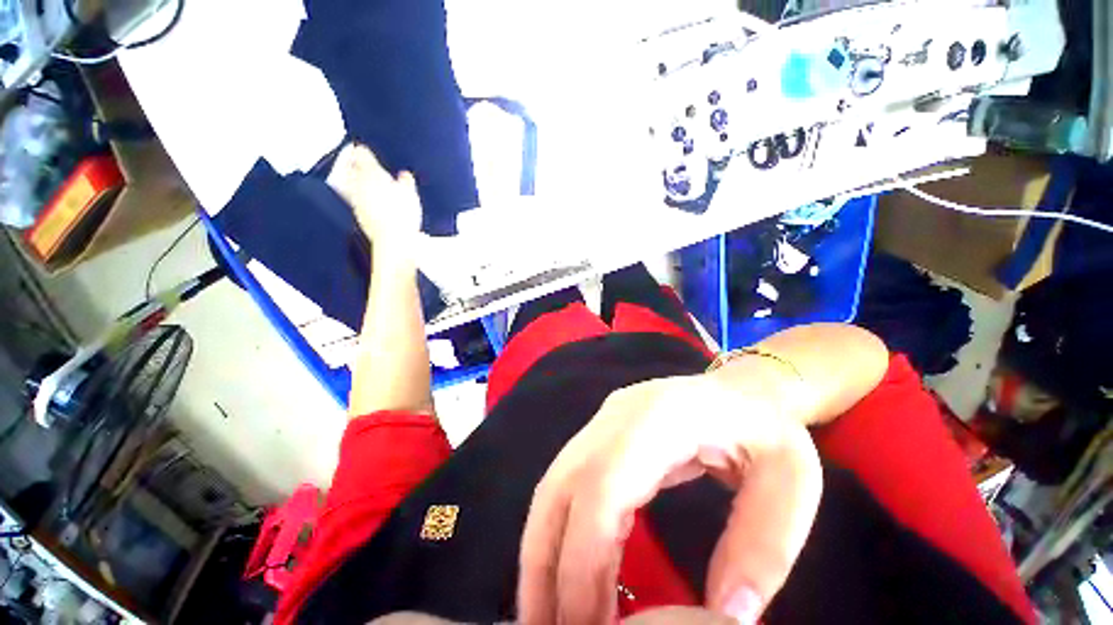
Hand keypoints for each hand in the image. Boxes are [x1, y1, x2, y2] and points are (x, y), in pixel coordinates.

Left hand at [327, 142, 421, 258]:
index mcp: (371, 172)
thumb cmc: (401, 214)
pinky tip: (377, 204)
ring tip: (374, 186)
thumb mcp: (410, 193)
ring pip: (354, 184)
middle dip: (359, 165)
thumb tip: (405, 175)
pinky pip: (359, 201)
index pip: (361, 153)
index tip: (365, 149)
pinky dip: (365, 199)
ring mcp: (356, 199)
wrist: (393, 239)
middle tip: (368, 166)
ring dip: (361, 183)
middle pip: (353, 167)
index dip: (364, 150)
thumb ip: (406, 181)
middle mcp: (358, 183)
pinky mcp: (358, 214)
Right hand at [518, 374, 822, 623]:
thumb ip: (761, 549)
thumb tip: (725, 620)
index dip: (585, 557)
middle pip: (561, 484)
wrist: (741, 391)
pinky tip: (564, 571)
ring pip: (553, 483)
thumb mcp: (791, 486)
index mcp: (659, 419)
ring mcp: (603, 422)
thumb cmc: (769, 431)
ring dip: (541, 551)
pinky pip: (565, 483)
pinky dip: (556, 532)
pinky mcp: (600, 434)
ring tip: (545, 614)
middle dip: (545, 562)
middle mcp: (616, 416)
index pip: (603, 484)